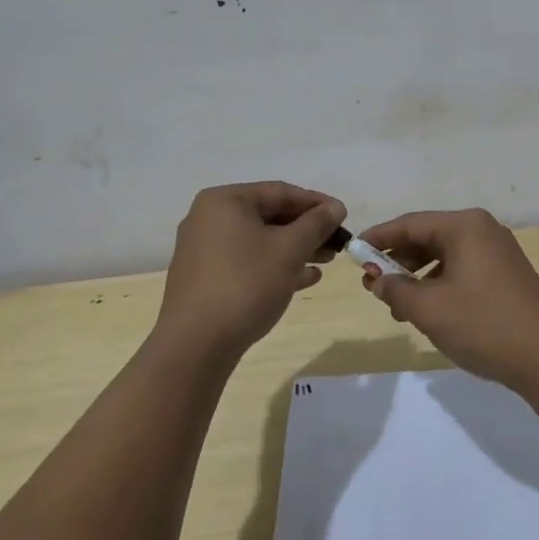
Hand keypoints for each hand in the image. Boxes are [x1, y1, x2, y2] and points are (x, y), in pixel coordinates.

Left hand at [155, 183, 345, 365]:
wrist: (194, 347)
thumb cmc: (245, 285)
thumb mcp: (289, 250)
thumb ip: (316, 224)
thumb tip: (336, 207)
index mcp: (225, 201)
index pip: (280, 192)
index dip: (316, 203)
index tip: (344, 215)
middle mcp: (209, 219)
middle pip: (269, 216)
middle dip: (307, 230)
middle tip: (337, 242)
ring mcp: (203, 250)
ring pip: (259, 241)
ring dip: (295, 249)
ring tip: (326, 262)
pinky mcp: (204, 279)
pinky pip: (246, 262)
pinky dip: (274, 266)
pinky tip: (304, 279)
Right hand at [355, 209, 538, 389]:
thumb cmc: (485, 324)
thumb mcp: (430, 309)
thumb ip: (396, 290)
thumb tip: (376, 280)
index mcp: (465, 226)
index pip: (411, 223)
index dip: (379, 238)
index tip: (353, 253)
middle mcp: (483, 229)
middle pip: (428, 237)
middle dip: (398, 261)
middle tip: (372, 285)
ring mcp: (498, 251)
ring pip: (445, 256)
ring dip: (418, 277)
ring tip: (397, 307)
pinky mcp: (507, 274)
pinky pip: (462, 269)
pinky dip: (440, 285)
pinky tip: (429, 311)